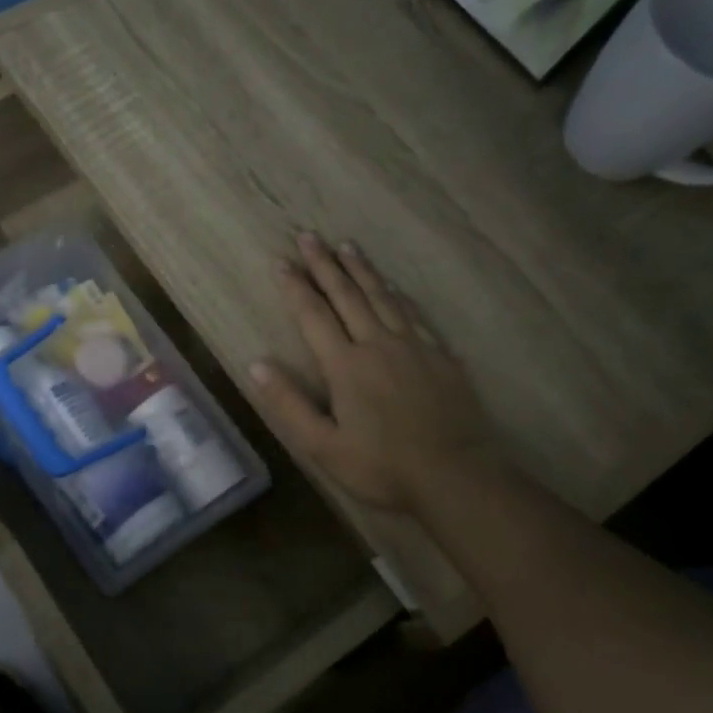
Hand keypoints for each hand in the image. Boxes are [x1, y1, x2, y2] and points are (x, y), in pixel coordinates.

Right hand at [250, 233, 495, 513]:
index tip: (281, 262)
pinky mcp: (441, 357)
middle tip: (309, 236)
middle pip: (347, 295)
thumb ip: (289, 404)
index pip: (313, 316)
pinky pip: (414, 314)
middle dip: (325, 264)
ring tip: (346, 247)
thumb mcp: (322, 446)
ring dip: (361, 271)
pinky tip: (393, 286)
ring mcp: (414, 347)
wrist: (455, 476)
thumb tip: (257, 364)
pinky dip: (397, 294)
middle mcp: (378, 344)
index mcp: (346, 365)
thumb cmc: (382, 467)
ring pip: (383, 297)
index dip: (295, 287)